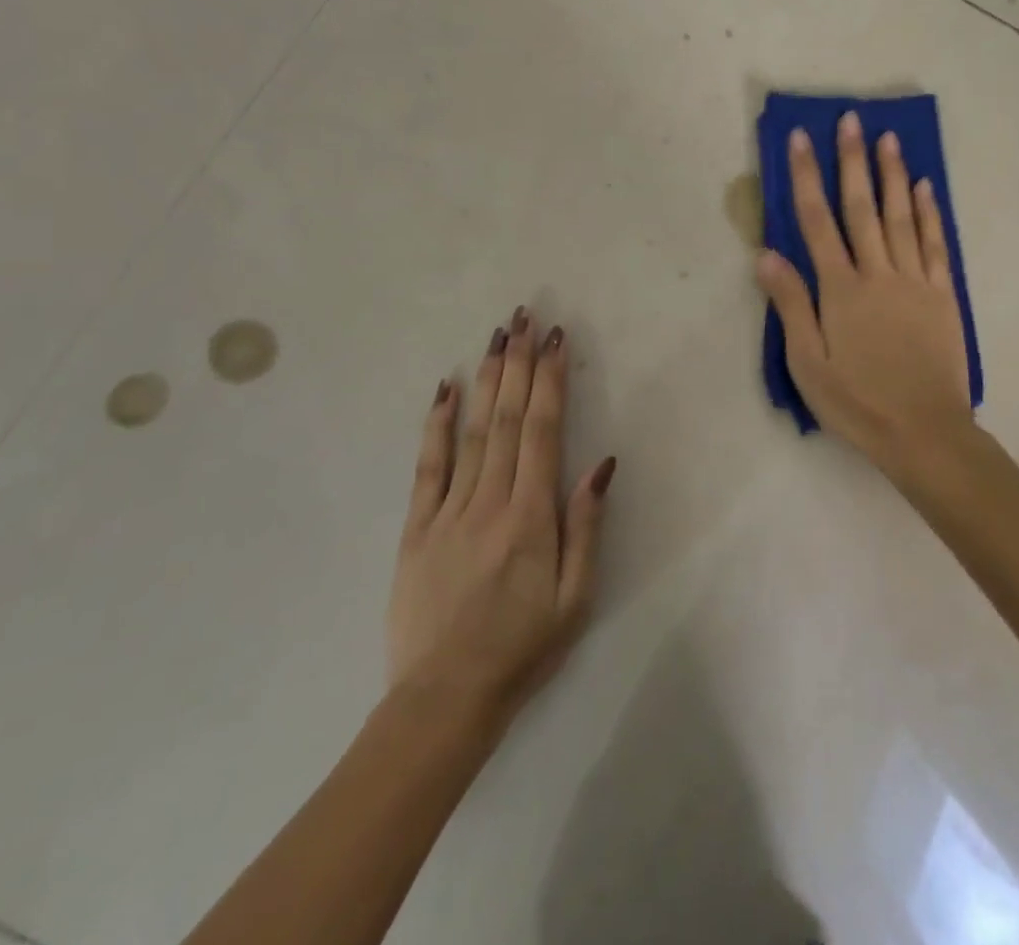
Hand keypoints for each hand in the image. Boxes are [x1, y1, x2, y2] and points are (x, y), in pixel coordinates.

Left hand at [385, 308, 615, 721]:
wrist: (444, 701)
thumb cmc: (523, 649)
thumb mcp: (576, 597)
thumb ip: (587, 526)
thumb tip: (601, 464)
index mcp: (531, 517)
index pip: (542, 431)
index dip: (550, 381)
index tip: (557, 340)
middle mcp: (490, 501)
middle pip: (506, 418)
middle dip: (519, 363)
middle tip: (525, 317)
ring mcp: (448, 512)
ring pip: (471, 431)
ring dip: (486, 379)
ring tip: (496, 337)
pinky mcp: (416, 528)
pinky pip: (427, 467)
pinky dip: (436, 424)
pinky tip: (445, 389)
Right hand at [755, 112, 972, 470]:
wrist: (925, 432)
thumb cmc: (857, 402)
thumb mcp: (808, 363)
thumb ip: (790, 305)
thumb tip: (767, 253)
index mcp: (840, 289)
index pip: (817, 221)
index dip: (807, 177)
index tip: (802, 139)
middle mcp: (878, 273)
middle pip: (861, 208)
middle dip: (852, 161)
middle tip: (850, 119)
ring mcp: (914, 281)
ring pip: (901, 217)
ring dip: (892, 175)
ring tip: (888, 138)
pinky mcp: (943, 295)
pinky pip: (935, 244)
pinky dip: (929, 213)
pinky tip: (924, 187)